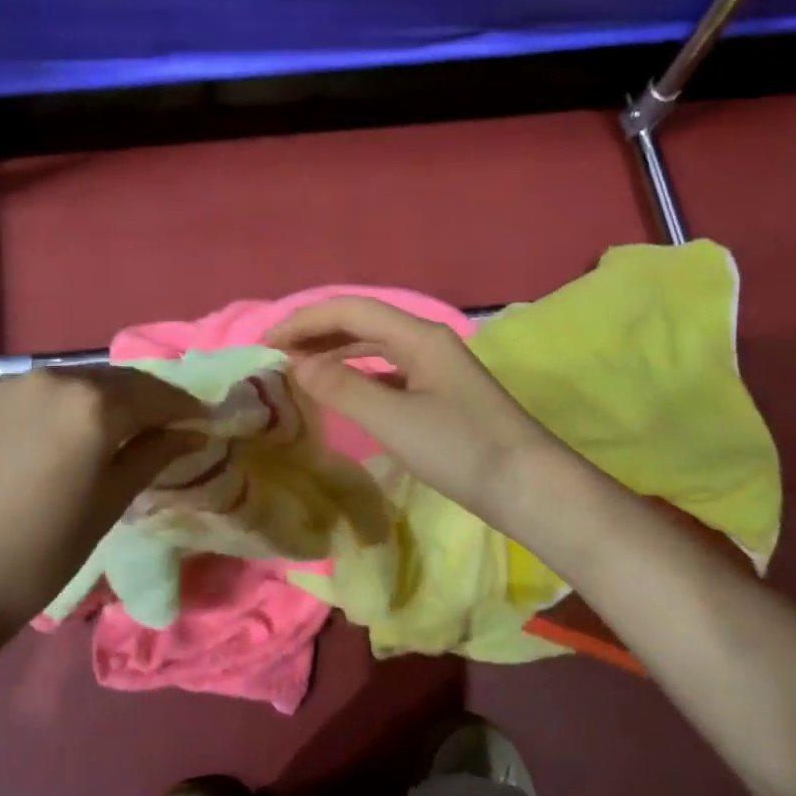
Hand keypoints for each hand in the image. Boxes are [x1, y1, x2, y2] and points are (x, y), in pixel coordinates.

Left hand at [0, 366, 198, 634]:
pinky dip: (40, 409)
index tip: (196, 420)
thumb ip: (153, 455)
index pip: (153, 394)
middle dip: (138, 399)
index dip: (181, 406)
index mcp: (92, 406)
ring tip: (95, 431)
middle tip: (154, 424)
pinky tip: (38, 440)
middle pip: (109, 380)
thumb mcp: (109, 504)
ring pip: (63, 382)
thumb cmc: (40, 553)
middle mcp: (48, 378)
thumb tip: (191, 431)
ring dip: (88, 400)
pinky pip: (19, 394)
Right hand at [266, 297, 567, 527]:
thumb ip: (342, 388)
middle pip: (363, 322)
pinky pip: (388, 371)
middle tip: (275, 356)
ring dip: (336, 351)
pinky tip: (342, 391)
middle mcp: (427, 342)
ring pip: (376, 346)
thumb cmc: (461, 449)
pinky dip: (358, 374)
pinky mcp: (441, 394)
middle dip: (317, 333)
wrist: (528, 487)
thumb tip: (296, 366)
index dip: (305, 320)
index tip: (267, 344)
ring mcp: (436, 368)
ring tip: (299, 369)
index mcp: (419, 336)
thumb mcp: (394, 419)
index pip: (351, 309)